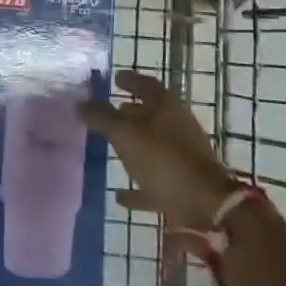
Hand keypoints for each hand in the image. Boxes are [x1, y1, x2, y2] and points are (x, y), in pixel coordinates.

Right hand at [78, 70, 240, 227]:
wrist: (205, 205)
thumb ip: (101, 118)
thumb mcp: (125, 134)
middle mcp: (177, 126)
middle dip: (131, 112)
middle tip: (110, 112)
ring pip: (154, 145)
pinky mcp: (184, 184)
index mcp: (166, 106)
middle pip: (152, 114)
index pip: (146, 84)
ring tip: (112, 148)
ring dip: (135, 146)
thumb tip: (79, 103)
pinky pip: (156, 179)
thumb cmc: (163, 159)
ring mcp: (183, 156)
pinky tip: (120, 196)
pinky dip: (139, 185)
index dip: (130, 80)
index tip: (115, 79)